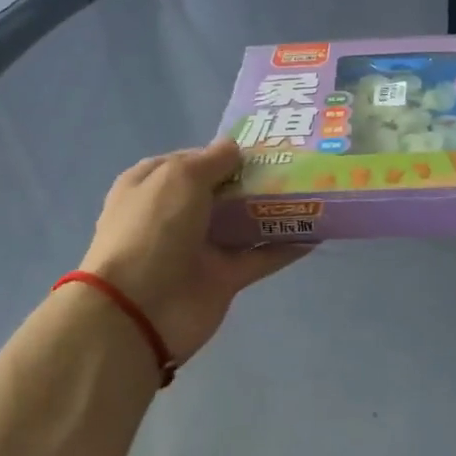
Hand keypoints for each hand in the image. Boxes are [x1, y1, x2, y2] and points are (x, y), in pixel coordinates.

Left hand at [81, 139, 310, 364]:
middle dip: (254, 179)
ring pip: (243, 223)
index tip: (262, 146)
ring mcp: (201, 248)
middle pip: (222, 191)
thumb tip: (234, 148)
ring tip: (313, 190)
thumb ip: (211, 160)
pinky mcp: (223, 278)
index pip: (192, 161)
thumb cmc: (153, 229)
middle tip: (297, 163)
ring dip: (274, 210)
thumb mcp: (178, 178)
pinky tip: (316, 232)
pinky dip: (285, 247)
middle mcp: (176, 214)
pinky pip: (259, 257)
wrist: (139, 310)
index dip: (223, 153)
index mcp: (153, 185)